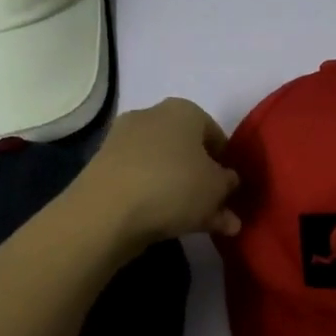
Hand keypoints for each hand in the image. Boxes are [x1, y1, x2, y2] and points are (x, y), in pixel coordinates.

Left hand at [74, 98, 241, 245]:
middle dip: (202, 179)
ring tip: (198, 225)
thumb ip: (228, 185)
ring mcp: (123, 141)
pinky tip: (169, 224)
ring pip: (164, 168)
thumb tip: (228, 182)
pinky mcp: (104, 167)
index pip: (214, 132)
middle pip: (187, 150)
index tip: (231, 188)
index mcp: (183, 110)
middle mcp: (151, 116)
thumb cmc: (174, 186)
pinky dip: (155, 198)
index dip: (226, 161)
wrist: (106, 211)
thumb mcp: (216, 188)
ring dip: (181, 193)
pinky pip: (141, 181)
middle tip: (216, 209)